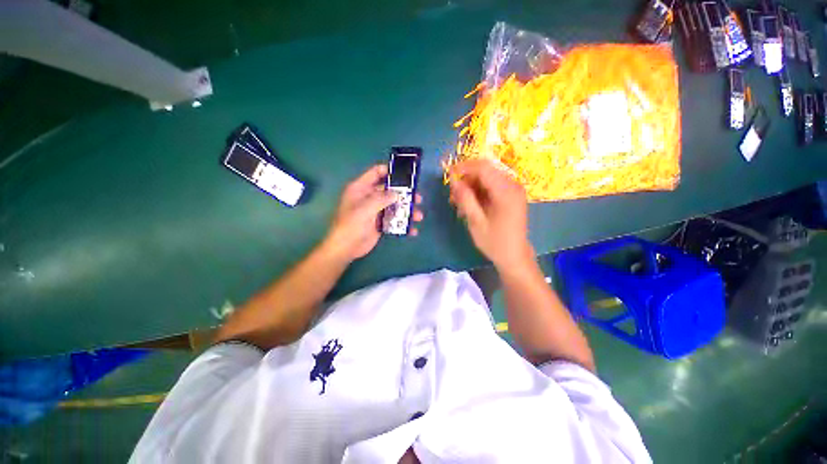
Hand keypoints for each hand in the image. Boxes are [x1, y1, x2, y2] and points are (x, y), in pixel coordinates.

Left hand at [323, 164, 423, 261]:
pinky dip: (403, 224)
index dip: (390, 171)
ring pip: (394, 206)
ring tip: (418, 216)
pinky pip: (394, 220)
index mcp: (361, 188)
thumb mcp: (365, 208)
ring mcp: (375, 211)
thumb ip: (382, 198)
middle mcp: (369, 197)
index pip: (376, 173)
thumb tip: (397, 194)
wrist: (346, 248)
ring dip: (406, 210)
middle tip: (418, 198)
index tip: (406, 174)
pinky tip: (412, 230)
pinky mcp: (380, 223)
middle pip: (389, 190)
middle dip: (404, 194)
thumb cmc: (352, 225)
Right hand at [449, 159, 531, 268]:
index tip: (448, 175)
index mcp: (506, 192)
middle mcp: (513, 185)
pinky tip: (470, 205)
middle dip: (466, 179)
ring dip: (471, 187)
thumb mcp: (476, 222)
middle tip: (453, 195)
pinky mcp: (511, 195)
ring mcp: (513, 189)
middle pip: (485, 171)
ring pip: (487, 178)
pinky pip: (492, 185)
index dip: (464, 168)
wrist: (514, 255)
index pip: (483, 168)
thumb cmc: (494, 242)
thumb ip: (465, 199)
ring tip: (460, 204)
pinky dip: (479, 192)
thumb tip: (454, 180)